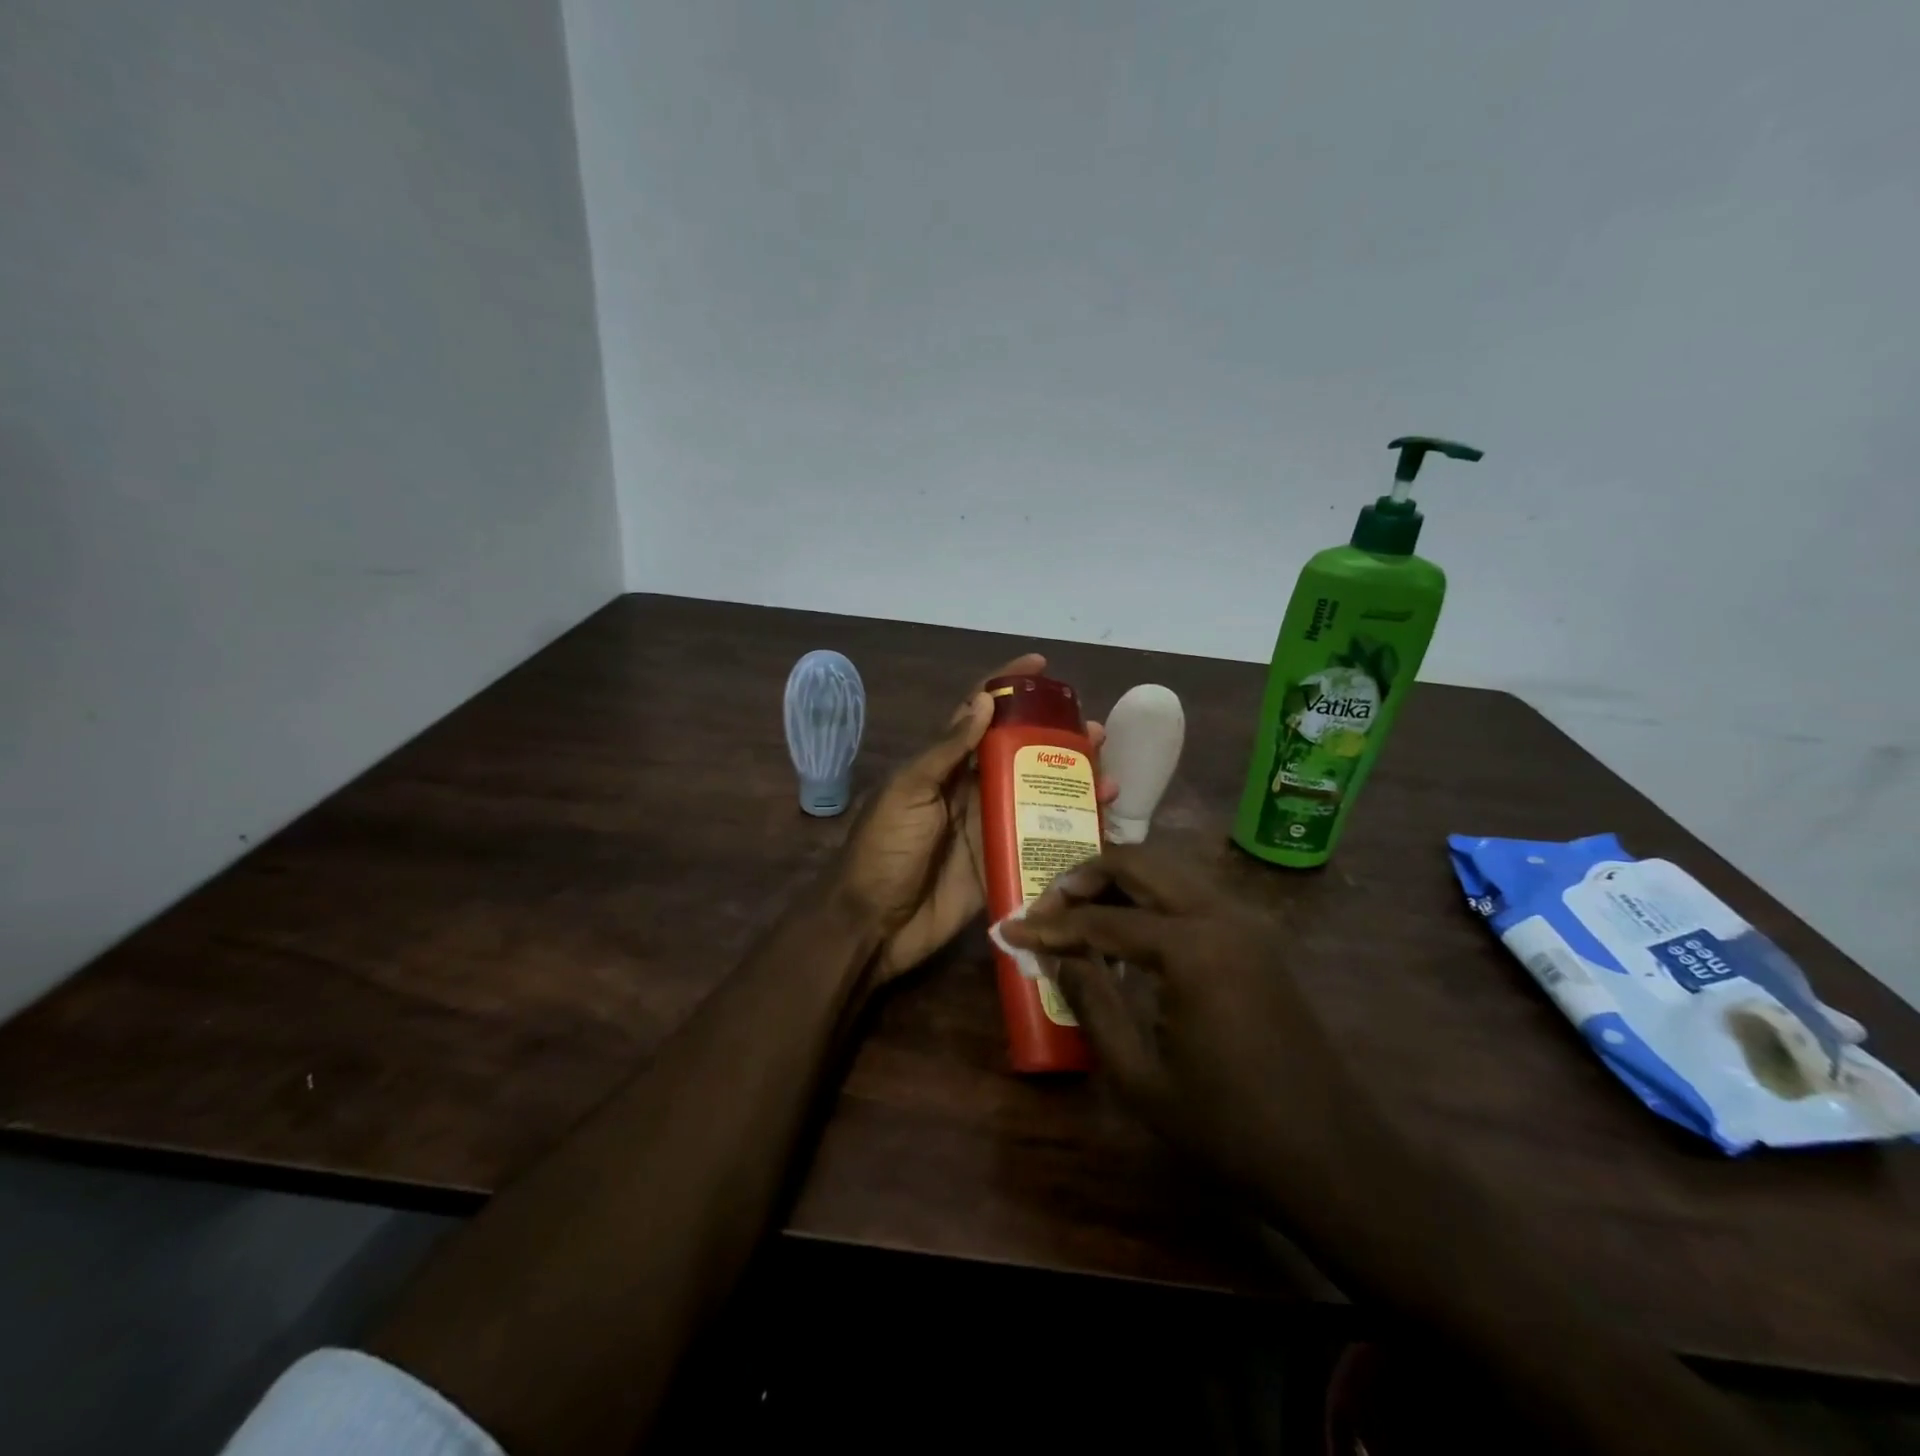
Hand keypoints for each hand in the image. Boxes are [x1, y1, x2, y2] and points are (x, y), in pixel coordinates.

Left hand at [838, 653, 1111, 983]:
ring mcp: (991, 827)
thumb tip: (984, 700)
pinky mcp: (1004, 863)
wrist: (875, 925)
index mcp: (945, 766)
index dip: (1008, 686)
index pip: (980, 714)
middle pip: (1021, 754)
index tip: (1042, 666)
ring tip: (1109, 775)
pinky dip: (1070, 829)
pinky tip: (1100, 822)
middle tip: (1096, 732)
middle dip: (1057, 738)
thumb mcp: (909, 792)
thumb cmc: (885, 850)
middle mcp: (972, 790)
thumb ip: (946, 751)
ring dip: (1072, 782)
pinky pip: (1041, 840)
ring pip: (1038, 795)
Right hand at [1001, 844, 1346, 1190]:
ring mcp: (1246, 924)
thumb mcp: (1140, 1076)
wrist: (1332, 1159)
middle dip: (1085, 877)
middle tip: (1047, 908)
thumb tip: (1058, 954)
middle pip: (1140, 864)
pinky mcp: (1257, 940)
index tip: (1011, 930)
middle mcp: (1221, 916)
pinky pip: (1192, 897)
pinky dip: (1152, 900)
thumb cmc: (1227, 1126)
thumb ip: (1091, 1002)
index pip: (1103, 919)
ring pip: (1169, 873)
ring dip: (1119, 882)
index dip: (1050, 925)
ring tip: (1079, 915)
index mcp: (1191, 949)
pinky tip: (1129, 933)